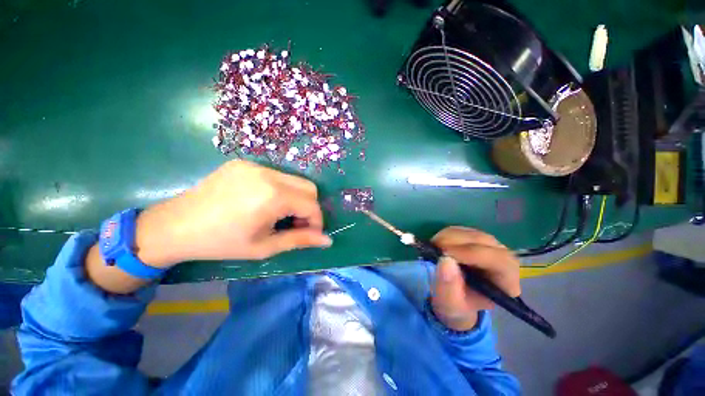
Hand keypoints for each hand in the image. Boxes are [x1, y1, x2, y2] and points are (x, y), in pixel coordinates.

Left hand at [134, 160, 331, 266]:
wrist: (174, 226)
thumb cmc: (221, 243)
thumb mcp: (264, 247)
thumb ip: (300, 240)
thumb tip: (327, 240)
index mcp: (272, 196)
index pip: (311, 204)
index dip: (316, 221)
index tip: (310, 233)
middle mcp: (268, 174)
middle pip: (308, 187)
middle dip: (308, 207)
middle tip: (294, 224)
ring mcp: (255, 165)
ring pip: (294, 180)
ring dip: (295, 198)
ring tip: (279, 214)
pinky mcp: (245, 163)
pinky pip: (276, 175)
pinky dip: (280, 189)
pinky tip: (263, 202)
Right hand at [430, 227, 520, 330]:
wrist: (455, 298)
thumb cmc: (457, 305)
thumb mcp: (450, 304)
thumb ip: (448, 287)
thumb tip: (445, 260)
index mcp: (506, 282)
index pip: (498, 260)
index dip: (471, 253)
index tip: (444, 254)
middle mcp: (504, 260)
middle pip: (483, 241)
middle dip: (456, 242)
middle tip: (434, 248)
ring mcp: (489, 246)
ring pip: (471, 233)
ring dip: (448, 237)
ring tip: (433, 247)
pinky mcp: (475, 238)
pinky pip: (461, 230)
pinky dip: (446, 234)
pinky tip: (438, 245)